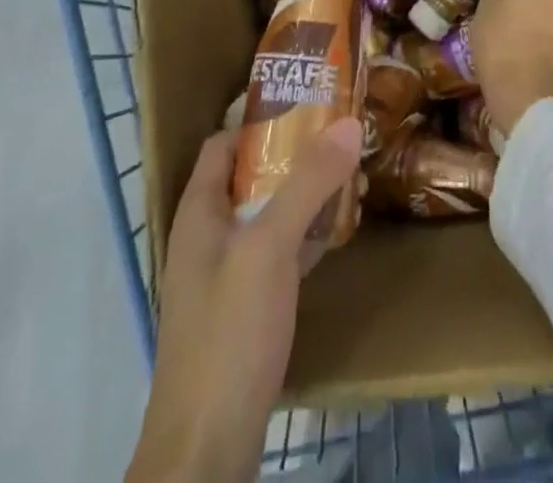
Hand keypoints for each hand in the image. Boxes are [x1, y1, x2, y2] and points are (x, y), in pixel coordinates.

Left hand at [125, 118, 363, 482]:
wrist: (206, 449)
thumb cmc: (230, 331)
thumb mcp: (270, 246)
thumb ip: (308, 183)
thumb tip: (350, 122)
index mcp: (199, 210)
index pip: (223, 142)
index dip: (259, 119)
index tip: (307, 104)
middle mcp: (208, 236)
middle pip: (250, 176)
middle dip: (296, 156)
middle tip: (343, 141)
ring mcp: (225, 275)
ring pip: (269, 215)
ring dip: (306, 196)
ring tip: (353, 181)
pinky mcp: (245, 311)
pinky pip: (278, 254)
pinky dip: (306, 237)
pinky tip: (339, 233)